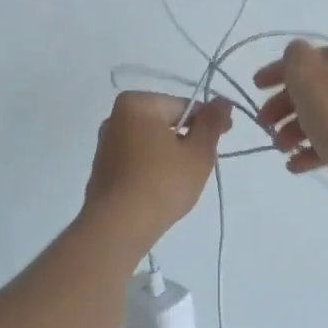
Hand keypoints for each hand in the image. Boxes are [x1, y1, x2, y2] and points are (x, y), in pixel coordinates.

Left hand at [83, 92, 231, 247]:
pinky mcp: (102, 167)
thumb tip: (223, 101)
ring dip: (170, 153)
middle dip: (187, 138)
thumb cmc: (163, 183)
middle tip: (205, 162)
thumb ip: (212, 123)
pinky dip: (153, 166)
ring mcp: (105, 143)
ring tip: (184, 179)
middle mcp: (115, 116)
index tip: (225, 137)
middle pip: (165, 121)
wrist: (119, 226)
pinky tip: (162, 188)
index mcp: (137, 103)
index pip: (184, 106)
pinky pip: (137, 157)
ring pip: (151, 141)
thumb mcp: (198, 153)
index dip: (208, 121)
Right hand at [253, 41, 327, 177]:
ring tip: (280, 148)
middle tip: (264, 123)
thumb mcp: (306, 73)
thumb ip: (294, 57)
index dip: (277, 70)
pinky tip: (293, 165)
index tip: (255, 87)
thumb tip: (296, 57)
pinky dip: (310, 150)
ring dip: (293, 131)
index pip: (307, 58)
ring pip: (321, 116)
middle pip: (313, 89)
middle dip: (283, 106)